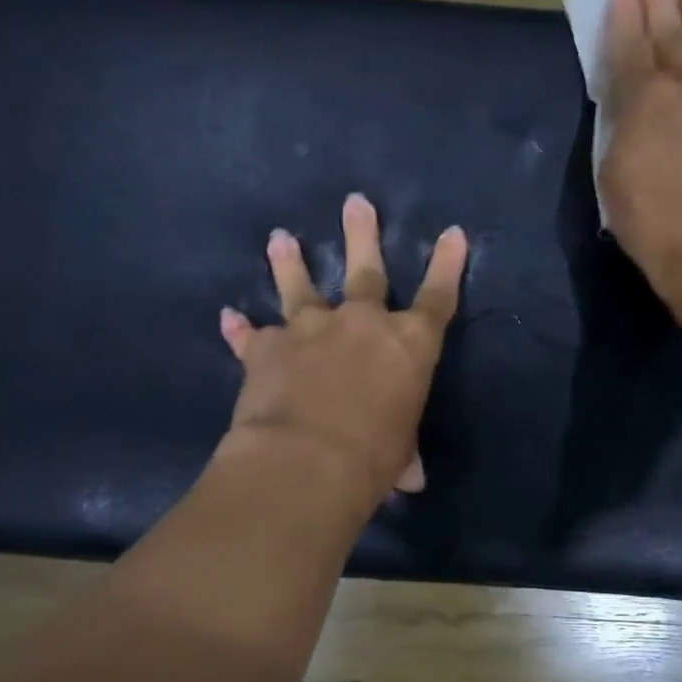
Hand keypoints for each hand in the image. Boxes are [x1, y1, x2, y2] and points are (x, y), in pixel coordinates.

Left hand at [219, 194, 468, 501]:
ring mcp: (311, 329)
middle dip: (362, 234)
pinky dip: (239, 328)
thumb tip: (412, 478)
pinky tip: (228, 316)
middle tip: (355, 202)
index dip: (448, 266)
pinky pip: (251, 335)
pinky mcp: (267, 347)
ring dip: (290, 262)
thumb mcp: (399, 457)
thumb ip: (403, 455)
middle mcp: (361, 324)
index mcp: (408, 345)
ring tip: (282, 238)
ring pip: (300, 285)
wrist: (307, 461)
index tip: (453, 233)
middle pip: (366, 269)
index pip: (438, 298)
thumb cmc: (373, 459)